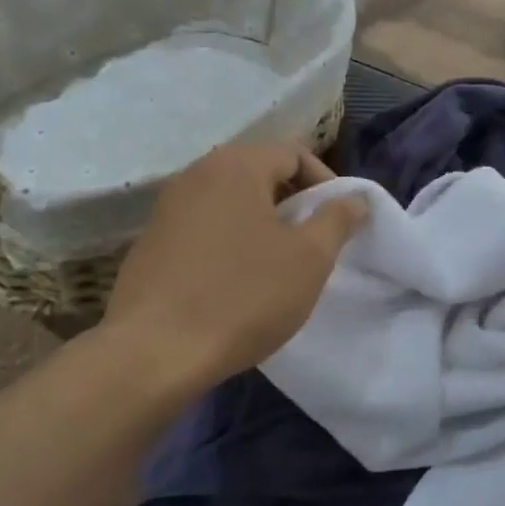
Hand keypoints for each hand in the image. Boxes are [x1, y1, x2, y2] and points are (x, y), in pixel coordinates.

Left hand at [100, 143, 367, 397]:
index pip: (294, 154)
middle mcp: (195, 174)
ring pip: (230, 203)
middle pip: (259, 174)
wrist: (155, 352)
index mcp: (236, 166)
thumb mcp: (309, 258)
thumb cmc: (244, 296)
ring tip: (278, 266)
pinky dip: (229, 244)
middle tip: (313, 244)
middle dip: (293, 204)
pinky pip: (203, 229)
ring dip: (261, 225)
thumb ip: (338, 219)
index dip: (325, 183)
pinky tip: (235, 284)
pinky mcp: (150, 244)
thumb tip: (355, 198)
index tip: (338, 222)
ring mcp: (166, 209)